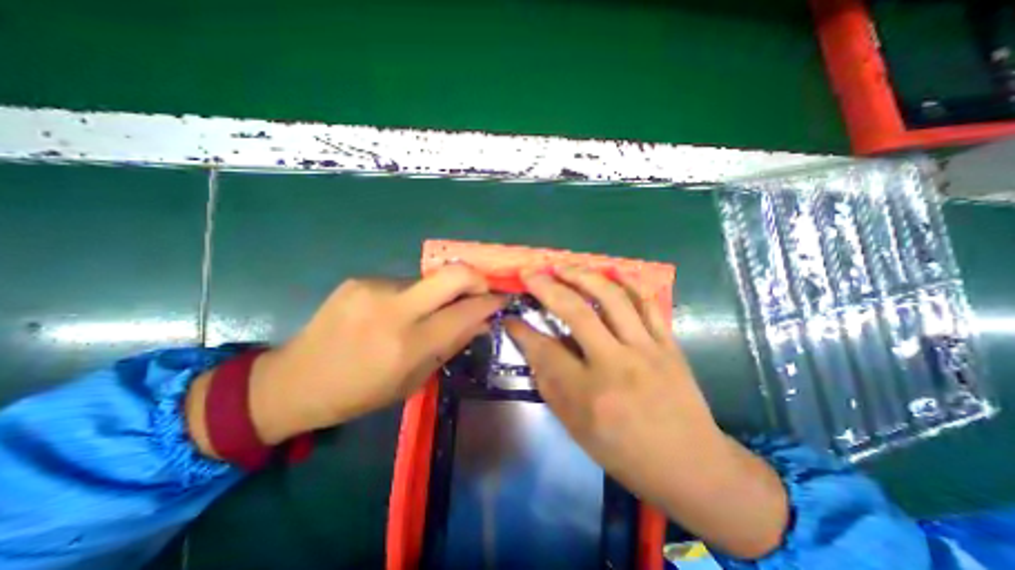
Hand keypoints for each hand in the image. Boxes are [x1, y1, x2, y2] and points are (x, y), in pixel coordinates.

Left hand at [186, 265, 503, 451]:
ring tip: (424, 314)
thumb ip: (450, 345)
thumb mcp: (413, 380)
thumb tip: (480, 321)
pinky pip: (403, 283)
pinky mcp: (360, 279)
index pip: (465, 312)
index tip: (502, 300)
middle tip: (481, 291)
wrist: (295, 380)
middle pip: (453, 273)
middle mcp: (394, 309)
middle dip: (477, 278)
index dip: (490, 303)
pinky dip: (411, 296)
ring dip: (438, 294)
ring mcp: (374, 288)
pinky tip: (394, 313)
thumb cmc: (360, 392)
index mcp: (408, 344)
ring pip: (428, 280)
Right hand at [504, 266, 786, 559]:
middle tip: (529, 273)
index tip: (508, 316)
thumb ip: (550, 382)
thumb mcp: (575, 426)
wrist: (690, 465)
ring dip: (582, 275)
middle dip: (546, 287)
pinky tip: (612, 271)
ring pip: (612, 298)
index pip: (545, 350)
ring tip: (562, 265)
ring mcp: (647, 349)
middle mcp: (616, 365)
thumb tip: (531, 345)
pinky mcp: (668, 344)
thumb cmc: (623, 452)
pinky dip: (628, 282)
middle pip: (576, 312)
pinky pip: (647, 303)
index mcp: (589, 394)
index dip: (521, 330)